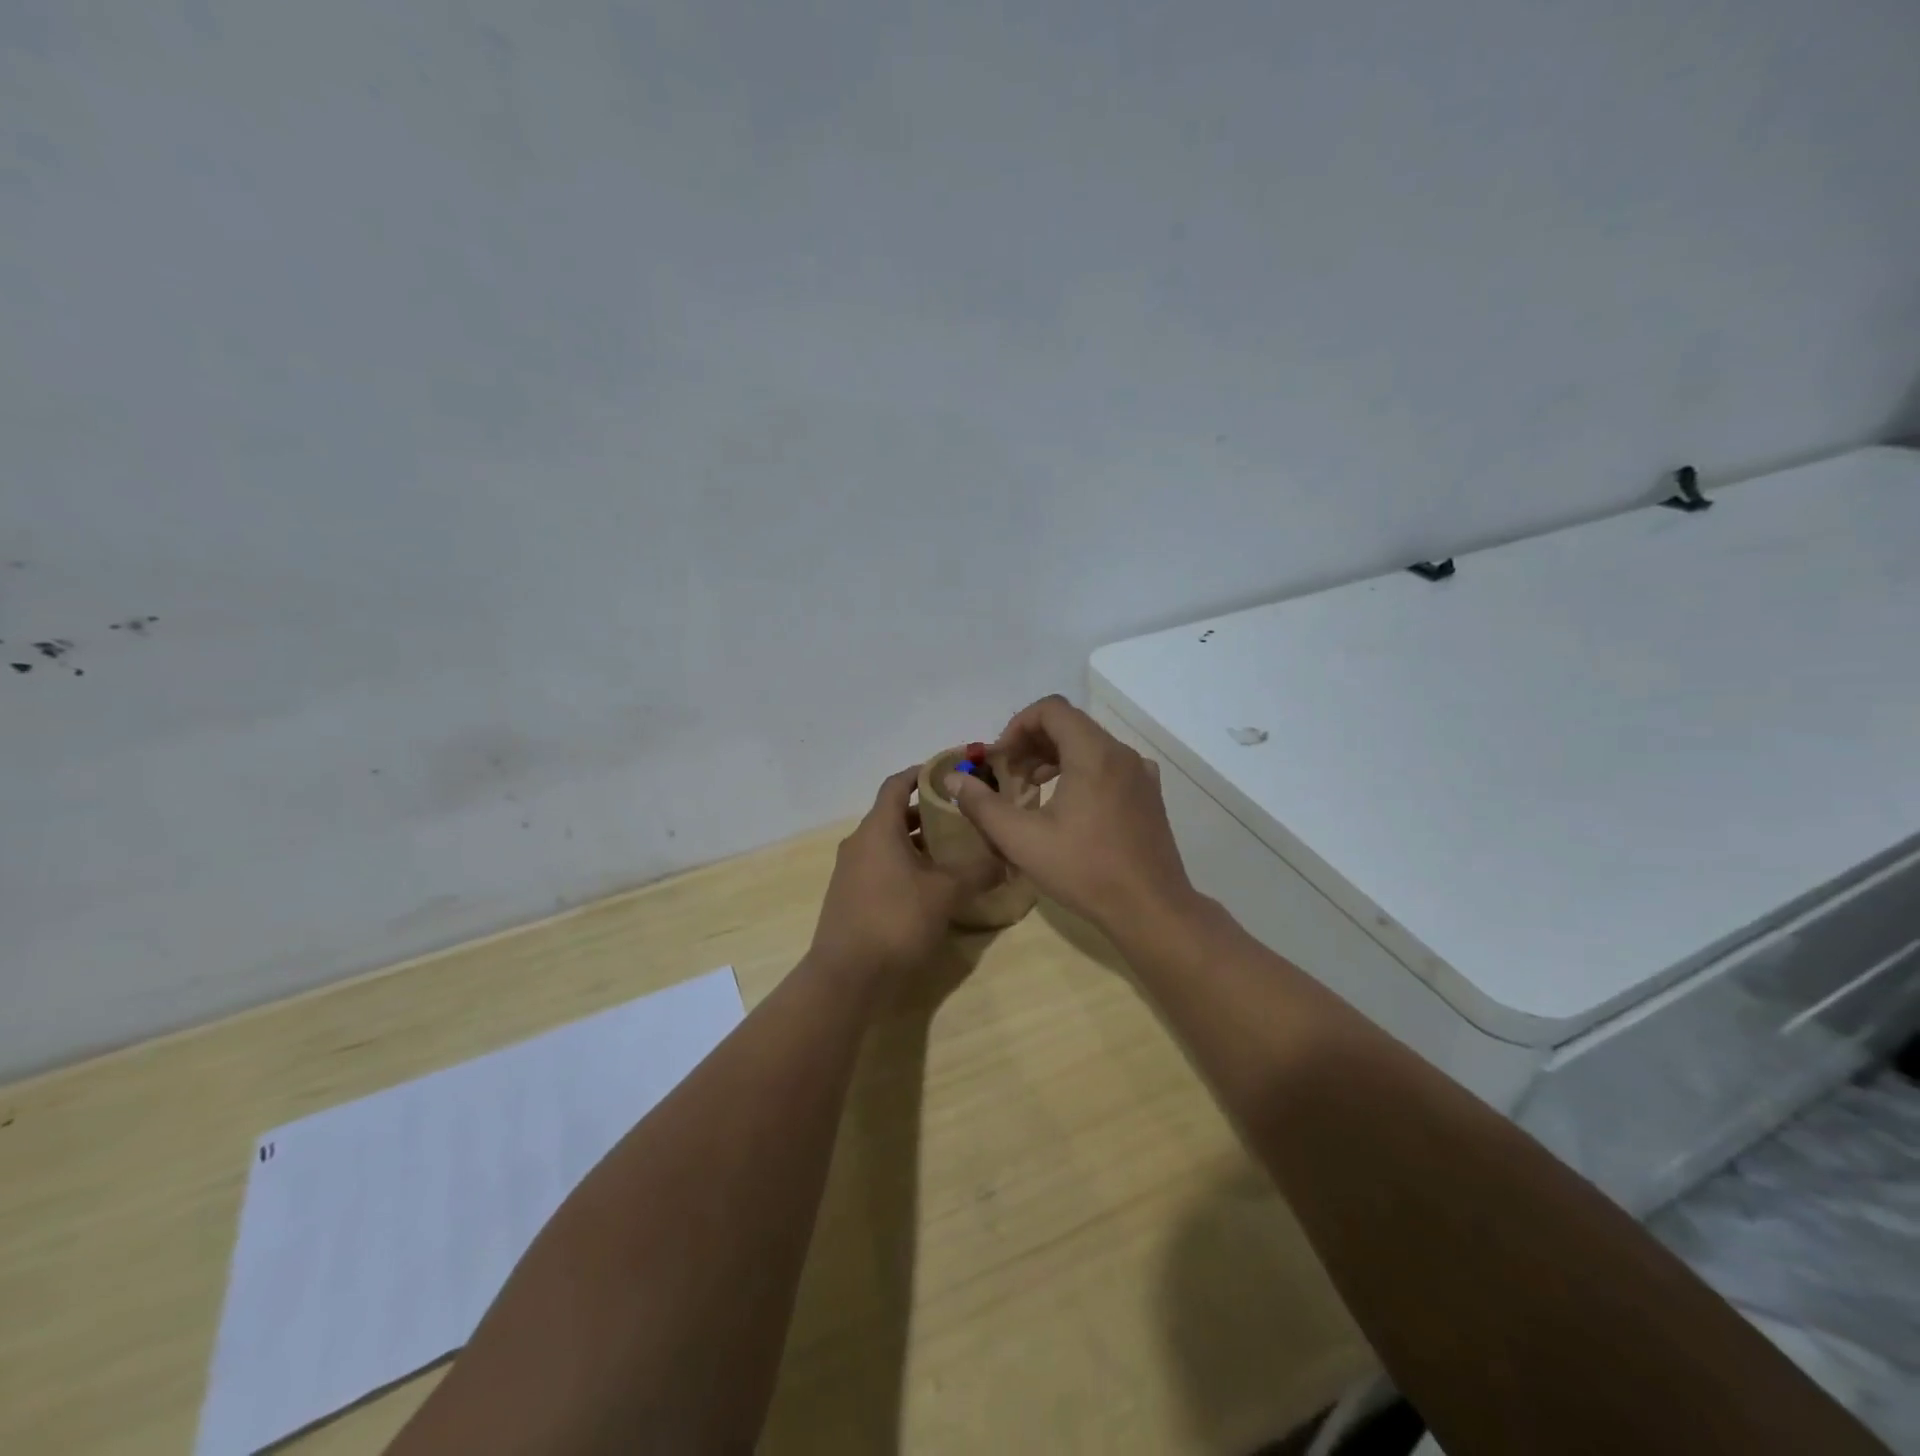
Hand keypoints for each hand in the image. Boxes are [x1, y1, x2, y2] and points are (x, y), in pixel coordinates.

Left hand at [809, 768, 999, 981]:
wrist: (847, 976)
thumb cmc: (896, 921)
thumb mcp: (945, 893)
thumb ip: (976, 871)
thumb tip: (1006, 857)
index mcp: (878, 829)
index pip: (897, 784)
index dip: (922, 773)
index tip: (950, 772)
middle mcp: (859, 842)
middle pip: (894, 813)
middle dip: (927, 811)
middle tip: (963, 815)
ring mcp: (851, 870)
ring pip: (888, 842)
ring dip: (917, 841)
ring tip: (953, 849)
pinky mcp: (851, 896)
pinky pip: (881, 865)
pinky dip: (905, 863)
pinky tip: (931, 883)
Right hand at [944, 696, 1197, 937]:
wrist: (1150, 908)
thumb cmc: (1084, 870)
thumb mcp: (1022, 840)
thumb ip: (983, 805)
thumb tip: (953, 778)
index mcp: (1094, 753)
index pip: (1051, 709)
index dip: (1018, 726)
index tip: (1000, 759)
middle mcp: (1122, 753)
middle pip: (1070, 725)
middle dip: (1032, 743)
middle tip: (1009, 776)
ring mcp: (1141, 774)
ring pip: (1090, 745)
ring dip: (1055, 757)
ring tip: (1032, 790)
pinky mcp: (1149, 795)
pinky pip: (1109, 766)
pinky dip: (1080, 772)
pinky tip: (1067, 807)